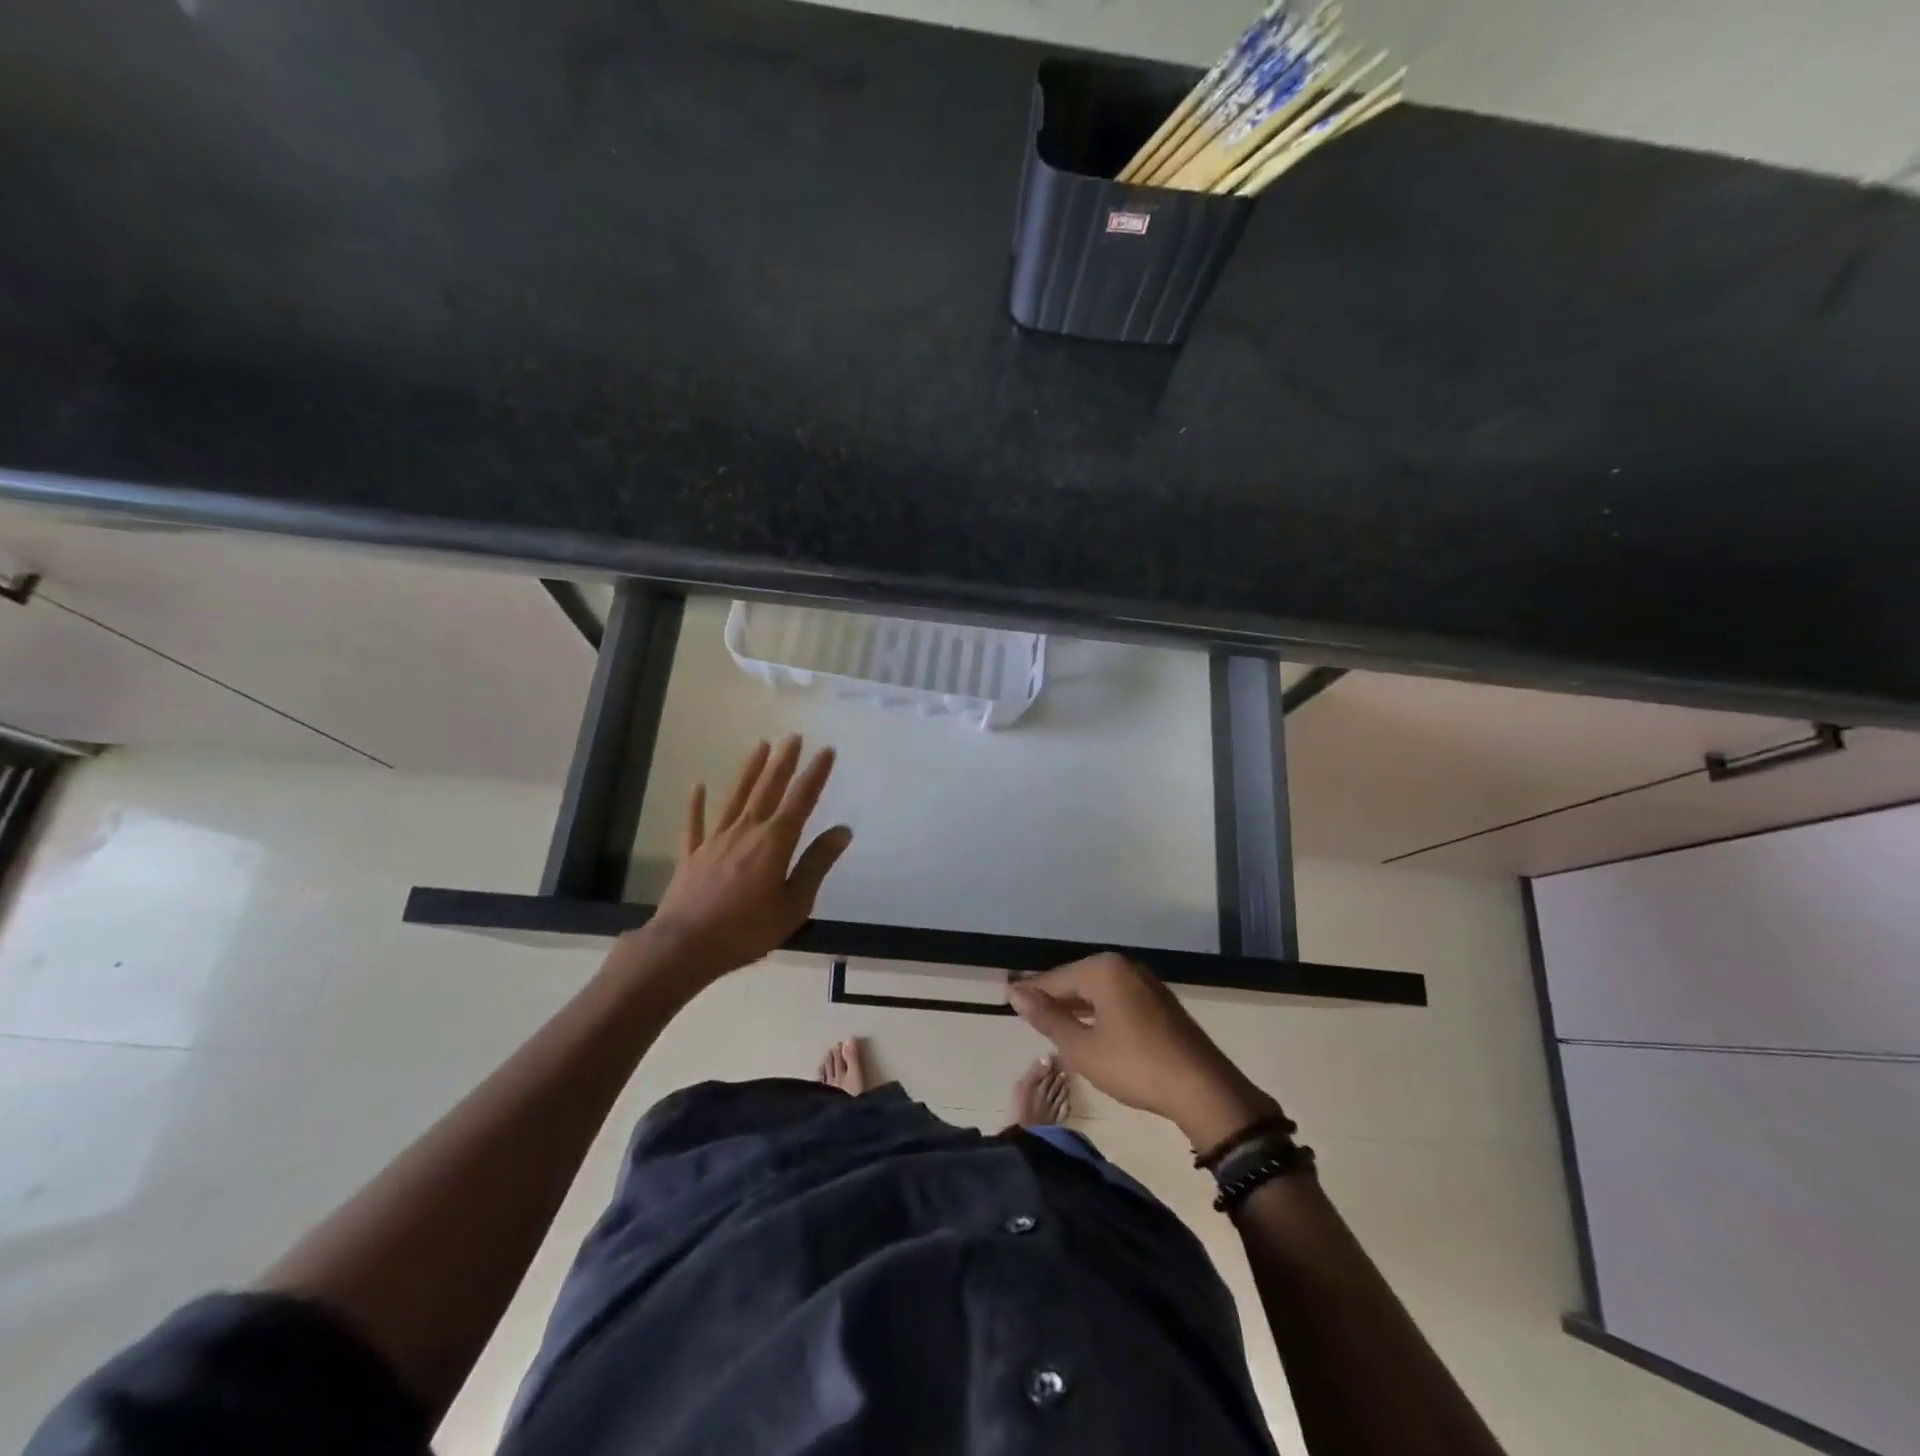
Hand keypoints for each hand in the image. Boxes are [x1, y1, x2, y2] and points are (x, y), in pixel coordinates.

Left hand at [632, 736, 851, 988]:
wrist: (684, 946)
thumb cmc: (746, 930)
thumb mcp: (794, 904)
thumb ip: (816, 865)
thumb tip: (842, 830)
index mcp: (774, 842)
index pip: (801, 800)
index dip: (815, 774)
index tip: (826, 750)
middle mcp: (746, 831)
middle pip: (768, 789)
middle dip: (783, 761)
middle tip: (793, 736)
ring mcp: (715, 840)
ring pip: (735, 797)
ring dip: (749, 770)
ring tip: (760, 745)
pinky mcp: (692, 855)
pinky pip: (694, 823)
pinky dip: (696, 803)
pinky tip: (698, 785)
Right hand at [1007, 953, 1280, 1148]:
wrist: (1201, 1088)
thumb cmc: (1135, 1065)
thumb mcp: (1082, 1048)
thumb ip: (1048, 1018)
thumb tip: (1015, 993)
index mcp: (1103, 969)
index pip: (1055, 978)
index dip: (1030, 992)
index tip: (1005, 998)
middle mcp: (1124, 966)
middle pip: (1076, 980)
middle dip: (1053, 997)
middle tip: (1026, 1014)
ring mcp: (1145, 981)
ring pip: (1097, 989)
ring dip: (1075, 1006)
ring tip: (1052, 1023)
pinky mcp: (1158, 1000)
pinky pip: (1116, 998)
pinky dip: (1098, 1010)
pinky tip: (1089, 1028)